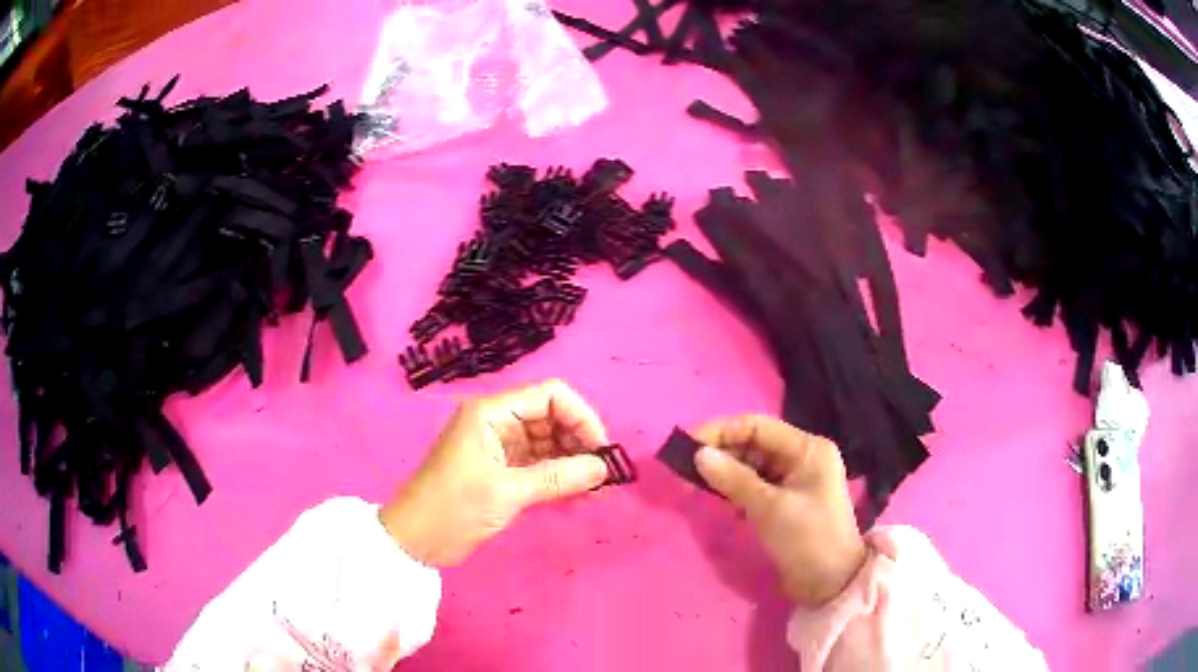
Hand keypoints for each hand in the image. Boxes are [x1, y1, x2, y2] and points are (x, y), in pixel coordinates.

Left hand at [379, 379, 609, 566]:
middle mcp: (498, 423)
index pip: (549, 396)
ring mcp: (500, 448)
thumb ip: (557, 477)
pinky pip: (539, 465)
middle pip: (552, 418)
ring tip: (597, 489)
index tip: (601, 450)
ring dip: (573, 462)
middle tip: (603, 475)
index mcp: (492, 413)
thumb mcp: (506, 492)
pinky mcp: (501, 471)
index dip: (581, 416)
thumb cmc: (453, 508)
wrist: (415, 541)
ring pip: (549, 443)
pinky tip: (579, 494)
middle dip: (580, 442)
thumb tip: (604, 467)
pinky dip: (559, 476)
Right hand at [693, 415, 866, 605]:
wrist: (832, 584)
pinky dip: (734, 488)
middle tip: (684, 469)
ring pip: (751, 465)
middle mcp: (802, 457)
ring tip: (693, 482)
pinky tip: (716, 496)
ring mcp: (794, 479)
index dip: (720, 431)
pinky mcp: (785, 501)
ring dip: (724, 471)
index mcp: (807, 448)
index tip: (687, 447)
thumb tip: (698, 454)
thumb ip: (734, 479)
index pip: (757, 426)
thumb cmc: (808, 540)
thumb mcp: (770, 508)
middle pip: (753, 443)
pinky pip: (754, 484)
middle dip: (719, 452)